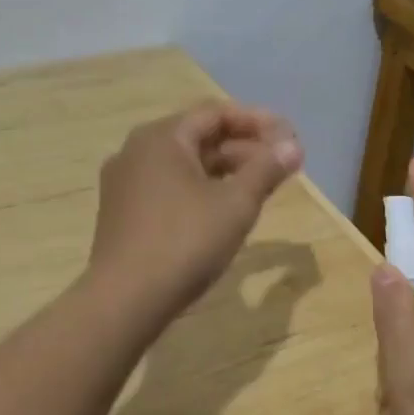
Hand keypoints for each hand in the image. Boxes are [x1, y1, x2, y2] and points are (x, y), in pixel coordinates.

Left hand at [88, 104, 303, 319]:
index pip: (214, 113)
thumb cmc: (185, 243)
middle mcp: (137, 150)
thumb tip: (292, 145)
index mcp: (161, 137)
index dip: (256, 121)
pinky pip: (166, 185)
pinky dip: (198, 188)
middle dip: (242, 147)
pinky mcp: (121, 211)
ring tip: (256, 187)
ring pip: (182, 163)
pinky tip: (220, 209)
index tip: (288, 136)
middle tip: (278, 165)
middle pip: (197, 136)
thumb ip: (266, 169)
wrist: (124, 300)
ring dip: (222, 169)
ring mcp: (124, 181)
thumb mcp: (236, 205)